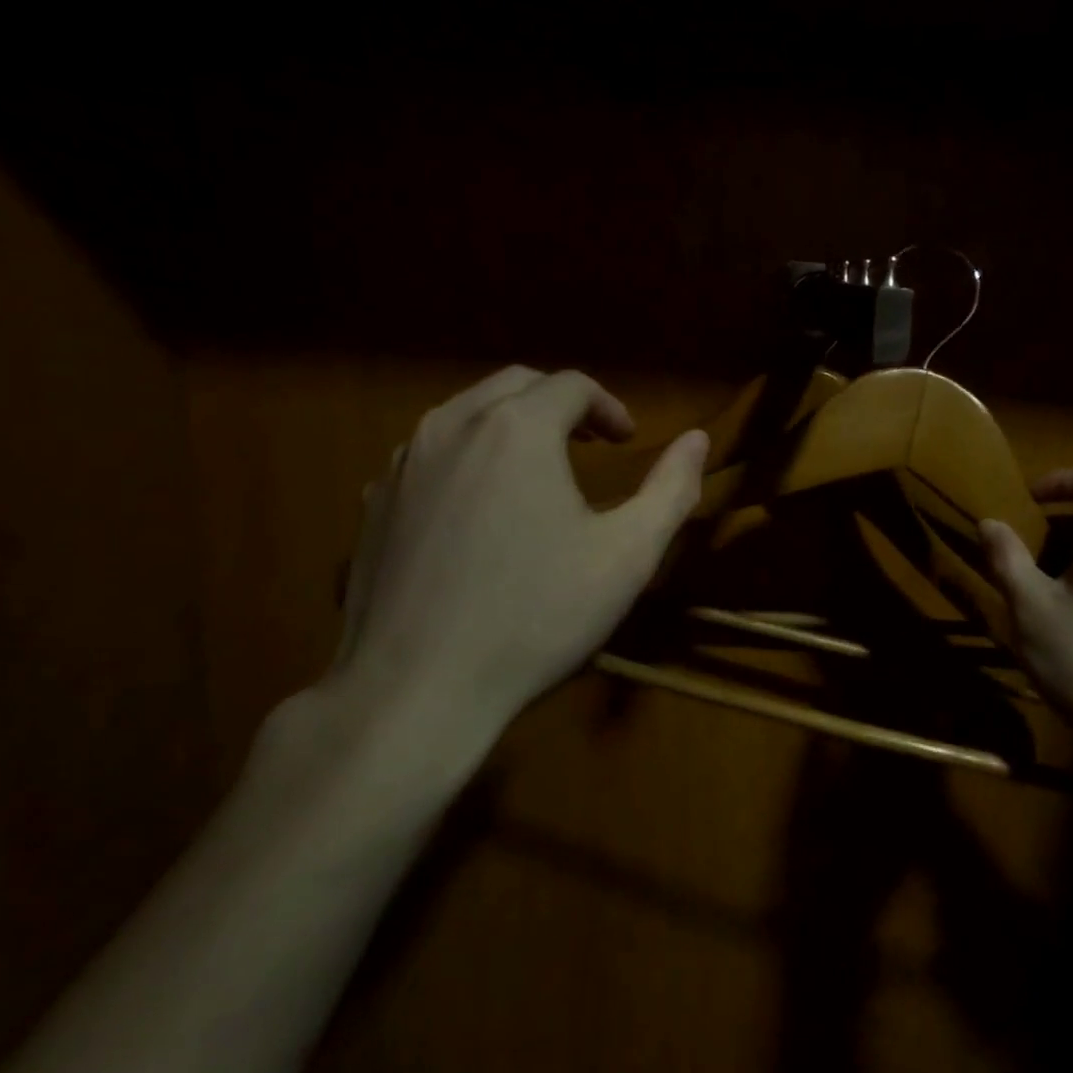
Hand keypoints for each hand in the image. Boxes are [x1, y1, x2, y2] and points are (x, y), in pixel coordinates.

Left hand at [275, 367, 708, 782]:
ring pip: (465, 414)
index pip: (571, 384)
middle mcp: (453, 426)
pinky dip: (466, 458)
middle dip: (559, 404)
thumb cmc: (536, 616)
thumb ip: (671, 489)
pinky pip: (428, 455)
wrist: (417, 688)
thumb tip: (698, 439)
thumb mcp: (627, 555)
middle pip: (515, 384)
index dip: (608, 406)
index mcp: (517, 429)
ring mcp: (403, 463)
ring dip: (509, 426)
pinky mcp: (373, 502)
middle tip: (589, 444)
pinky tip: (479, 509)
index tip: (627, 441)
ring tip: (536, 471)